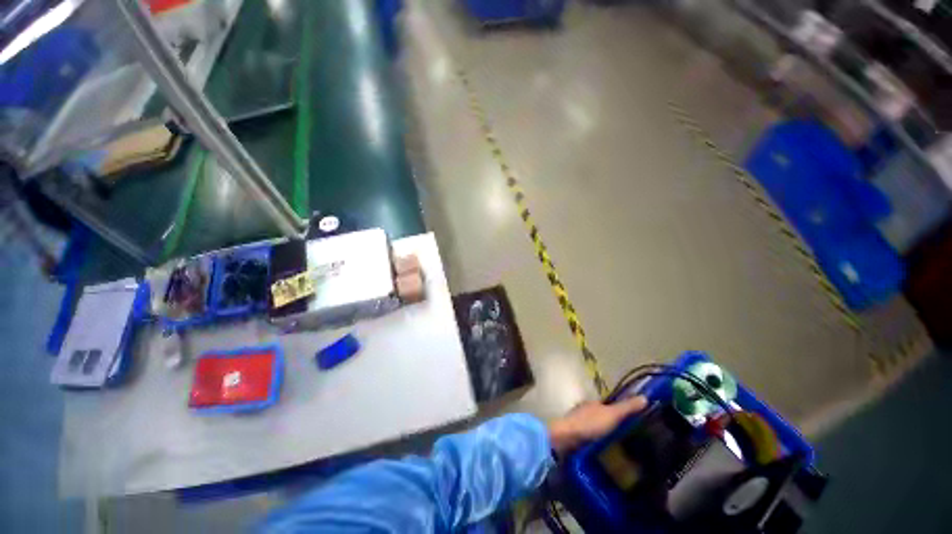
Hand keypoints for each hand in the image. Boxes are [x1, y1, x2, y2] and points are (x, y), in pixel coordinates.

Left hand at [548, 396, 647, 453]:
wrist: (566, 437)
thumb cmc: (590, 423)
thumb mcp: (612, 415)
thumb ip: (627, 408)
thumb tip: (645, 397)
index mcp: (594, 403)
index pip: (609, 404)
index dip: (620, 410)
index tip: (633, 419)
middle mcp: (585, 410)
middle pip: (601, 415)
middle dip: (612, 423)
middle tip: (629, 436)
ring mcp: (579, 422)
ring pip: (595, 426)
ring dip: (605, 433)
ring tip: (620, 447)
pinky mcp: (575, 435)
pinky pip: (590, 437)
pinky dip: (597, 441)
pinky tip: (604, 451)